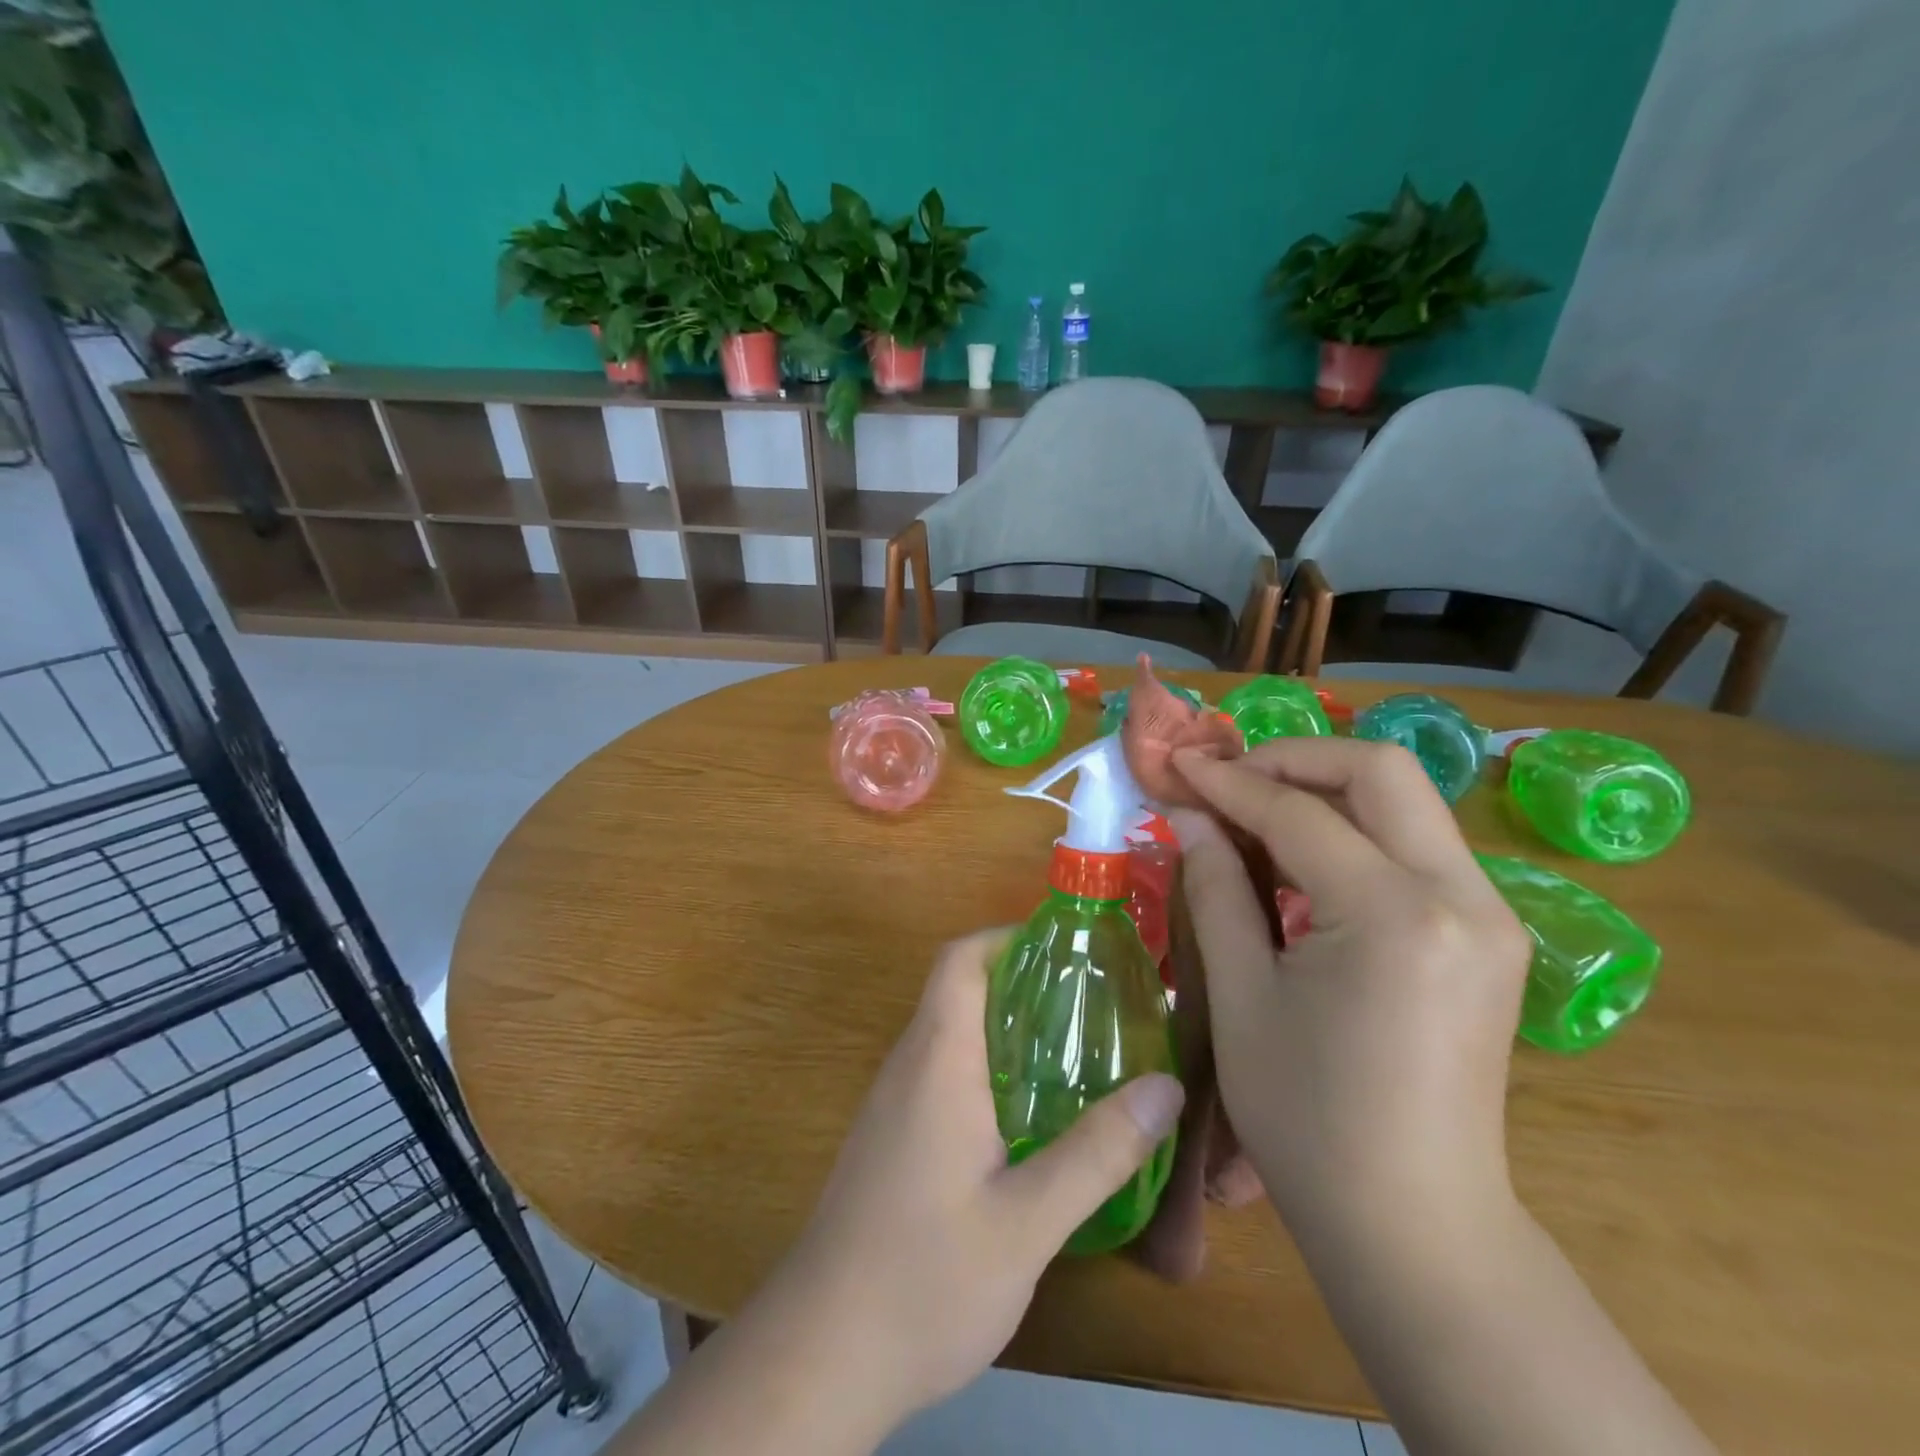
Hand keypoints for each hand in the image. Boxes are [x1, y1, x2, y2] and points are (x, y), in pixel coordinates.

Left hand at [775, 929, 1184, 1426]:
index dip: (1007, 938)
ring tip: (1077, 1051)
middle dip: (1024, 983)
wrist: (822, 1352)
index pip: (959, 960)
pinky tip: (1032, 1117)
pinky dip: (989, 1069)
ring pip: (952, 1034)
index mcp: (937, 1059)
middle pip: (960, 991)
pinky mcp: (892, 1138)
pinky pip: (943, 1074)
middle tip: (1093, 1004)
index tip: (1066, 950)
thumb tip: (1165, 1086)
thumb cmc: (924, 1277)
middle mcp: (909, 1065)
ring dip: (1008, 1028)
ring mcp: (894, 1102)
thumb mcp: (1028, 1221)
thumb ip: (1098, 1153)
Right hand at [1167, 738, 1530, 1256]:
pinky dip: (1353, 828)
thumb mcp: (1241, 996)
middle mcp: (1462, 897)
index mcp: (1394, 915)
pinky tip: (1301, 858)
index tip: (1178, 764)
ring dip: (1324, 788)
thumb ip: (1216, 888)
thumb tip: (1190, 816)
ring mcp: (1489, 914)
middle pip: (1380, 771)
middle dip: (1292, 759)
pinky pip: (1416, 844)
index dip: (1229, 782)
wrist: (1414, 1224)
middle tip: (1227, 779)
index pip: (1299, 813)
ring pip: (1405, 799)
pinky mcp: (1489, 935)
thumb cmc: (1307, 1119)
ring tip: (1254, 811)